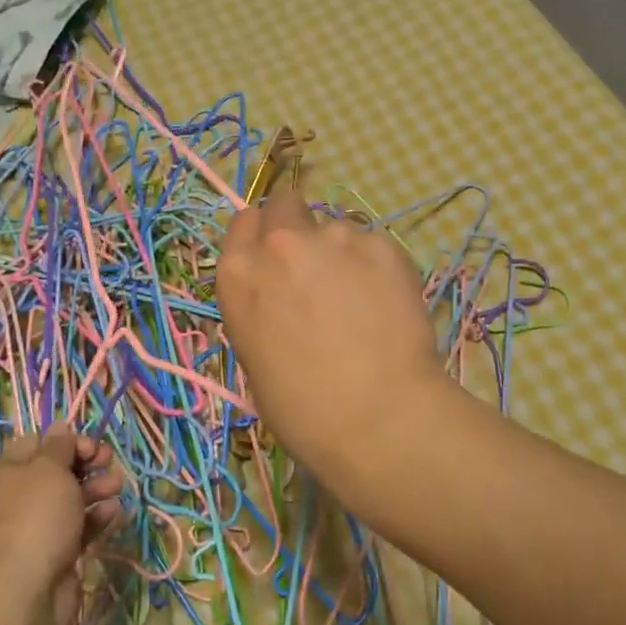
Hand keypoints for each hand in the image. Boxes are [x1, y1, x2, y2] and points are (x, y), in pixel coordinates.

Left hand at [0, 427, 123, 624]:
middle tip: (108, 461)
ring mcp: (39, 526)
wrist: (28, 590)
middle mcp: (21, 496)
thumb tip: (59, 427)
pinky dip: (97, 517)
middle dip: (87, 463)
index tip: (89, 445)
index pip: (37, 443)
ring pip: (73, 498)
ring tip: (117, 486)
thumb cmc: (37, 517)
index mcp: (10, 472)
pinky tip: (114, 512)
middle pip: (59, 470)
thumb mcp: (49, 469)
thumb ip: (59, 446)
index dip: (65, 440)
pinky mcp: (58, 551)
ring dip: (97, 488)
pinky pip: (80, 526)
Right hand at [215, 190, 457, 496]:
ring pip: (336, 229)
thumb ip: (262, 307)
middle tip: (317, 266)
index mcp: (238, 275)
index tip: (274, 255)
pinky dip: (378, 268)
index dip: (261, 236)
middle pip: (285, 205)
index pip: (243, 223)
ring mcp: (334, 239)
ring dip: (342, 254)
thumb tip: (284, 298)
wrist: (374, 419)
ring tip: (363, 300)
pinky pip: (375, 245)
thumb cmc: (301, 409)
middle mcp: (280, 244)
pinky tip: (387, 306)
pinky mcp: (383, 246)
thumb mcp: (254, 355)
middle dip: (297, 226)